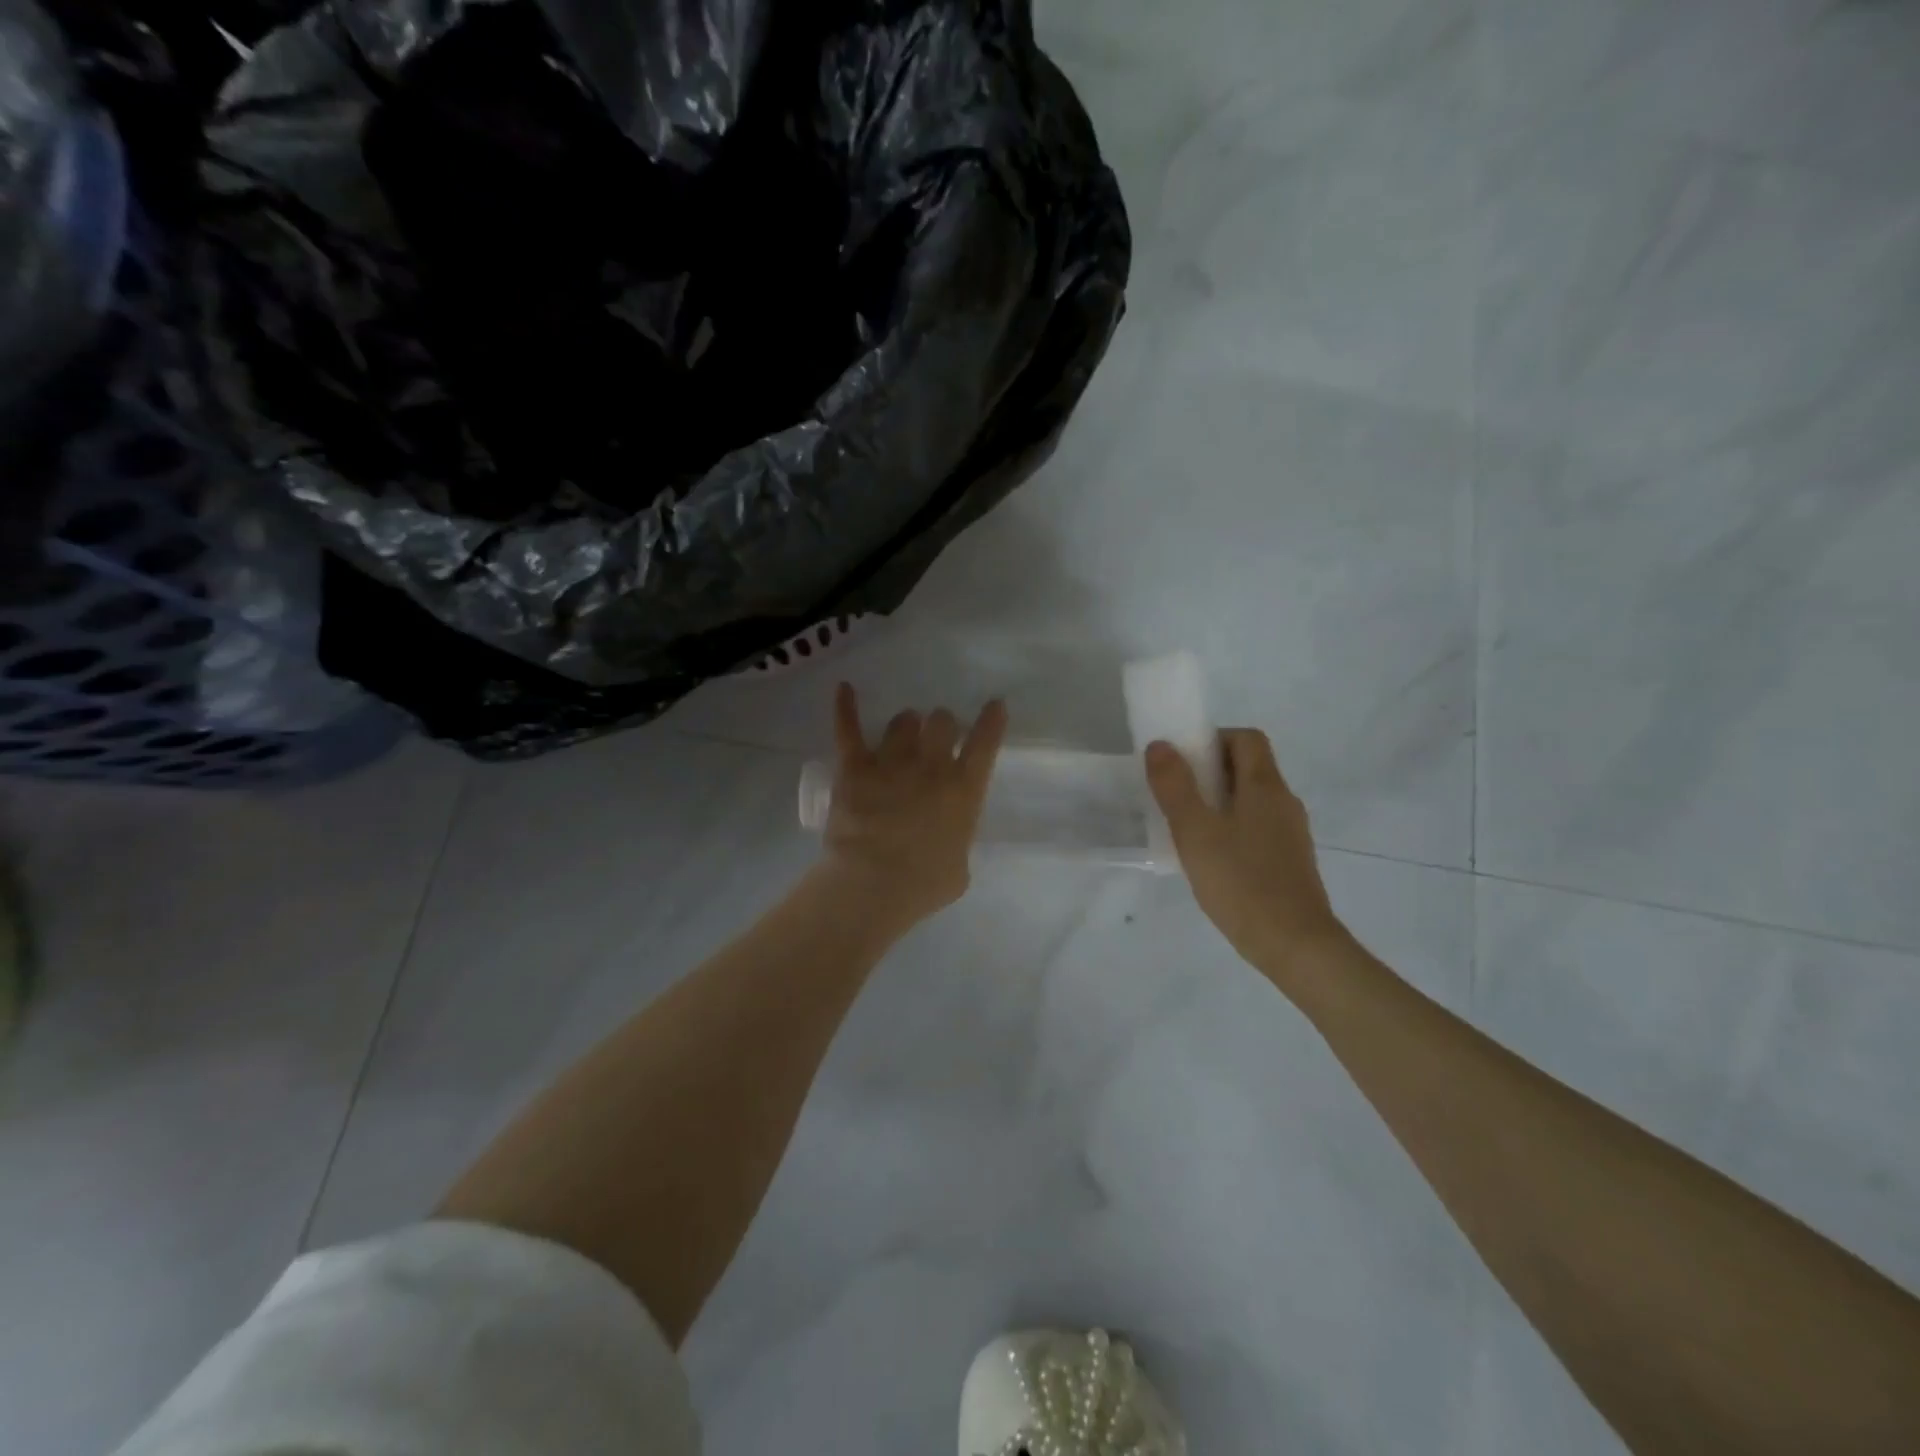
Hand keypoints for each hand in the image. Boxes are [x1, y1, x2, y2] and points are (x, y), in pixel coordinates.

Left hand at [819, 683, 1007, 928]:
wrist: (872, 885)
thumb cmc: (922, 886)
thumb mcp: (958, 868)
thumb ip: (956, 841)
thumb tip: (946, 836)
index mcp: (963, 790)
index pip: (984, 744)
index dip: (990, 721)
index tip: (993, 705)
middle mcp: (931, 767)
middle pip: (942, 721)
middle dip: (941, 725)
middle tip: (936, 737)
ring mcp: (891, 762)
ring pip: (902, 722)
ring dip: (905, 726)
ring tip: (901, 734)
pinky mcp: (854, 768)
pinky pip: (849, 729)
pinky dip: (845, 707)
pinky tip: (844, 689)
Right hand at [1145, 729, 1348, 978]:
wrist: (1295, 945)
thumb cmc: (1241, 881)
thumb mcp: (1195, 832)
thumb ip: (1174, 786)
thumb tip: (1160, 745)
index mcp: (1265, 786)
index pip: (1246, 738)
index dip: (1214, 739)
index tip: (1183, 760)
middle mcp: (1284, 802)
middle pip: (1249, 768)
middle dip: (1210, 772)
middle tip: (1175, 795)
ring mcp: (1291, 834)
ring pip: (1252, 801)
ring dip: (1219, 803)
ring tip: (1187, 829)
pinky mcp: (1290, 861)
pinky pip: (1258, 828)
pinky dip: (1232, 829)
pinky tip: (1211, 859)